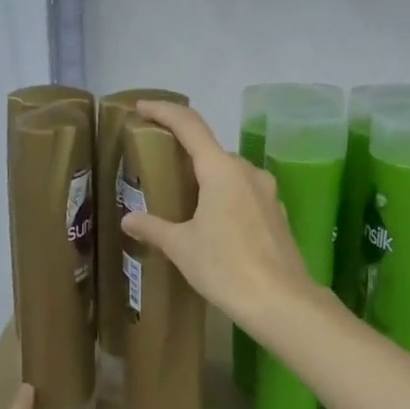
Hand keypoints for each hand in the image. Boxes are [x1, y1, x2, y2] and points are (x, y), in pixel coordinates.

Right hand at [120, 100, 316, 332]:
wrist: (280, 301)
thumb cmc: (225, 266)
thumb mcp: (181, 247)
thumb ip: (154, 228)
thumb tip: (129, 220)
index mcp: (221, 170)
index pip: (189, 126)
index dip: (164, 112)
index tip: (142, 107)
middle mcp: (247, 172)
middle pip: (210, 151)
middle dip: (184, 154)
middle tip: (159, 166)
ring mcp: (267, 193)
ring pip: (229, 174)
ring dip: (205, 179)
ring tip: (182, 199)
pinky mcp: (276, 215)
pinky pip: (243, 194)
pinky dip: (223, 198)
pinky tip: (212, 223)